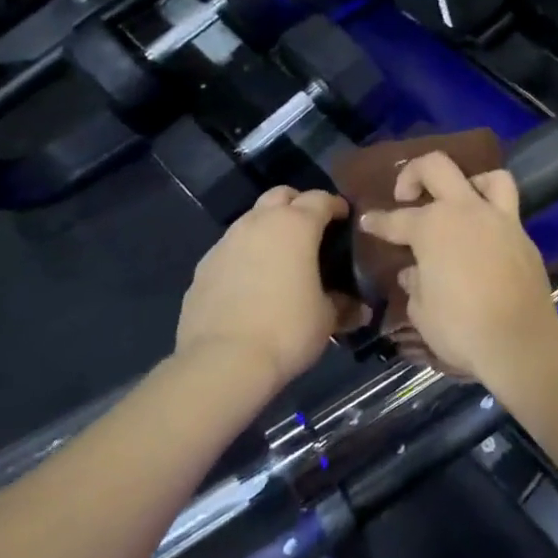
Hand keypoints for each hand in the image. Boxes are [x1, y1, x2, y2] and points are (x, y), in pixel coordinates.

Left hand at [175, 187, 367, 388]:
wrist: (223, 361)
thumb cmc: (287, 329)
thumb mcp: (327, 318)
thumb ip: (341, 302)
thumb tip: (355, 306)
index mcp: (295, 226)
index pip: (320, 199)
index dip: (336, 206)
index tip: (345, 219)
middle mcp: (258, 223)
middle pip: (280, 195)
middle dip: (298, 205)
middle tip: (312, 230)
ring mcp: (226, 242)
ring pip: (252, 219)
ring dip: (269, 229)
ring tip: (281, 258)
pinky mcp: (203, 267)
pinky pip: (231, 249)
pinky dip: (246, 255)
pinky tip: (252, 283)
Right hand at [358, 153, 557, 389]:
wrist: (520, 342)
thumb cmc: (460, 327)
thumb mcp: (422, 311)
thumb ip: (415, 284)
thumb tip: (415, 271)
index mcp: (432, 227)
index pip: (396, 219)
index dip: (377, 221)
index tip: (367, 221)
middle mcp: (466, 211)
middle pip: (436, 166)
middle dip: (414, 173)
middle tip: (406, 196)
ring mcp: (500, 220)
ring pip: (488, 177)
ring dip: (469, 183)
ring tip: (459, 205)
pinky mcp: (523, 237)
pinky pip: (508, 211)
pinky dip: (492, 215)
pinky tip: (483, 239)